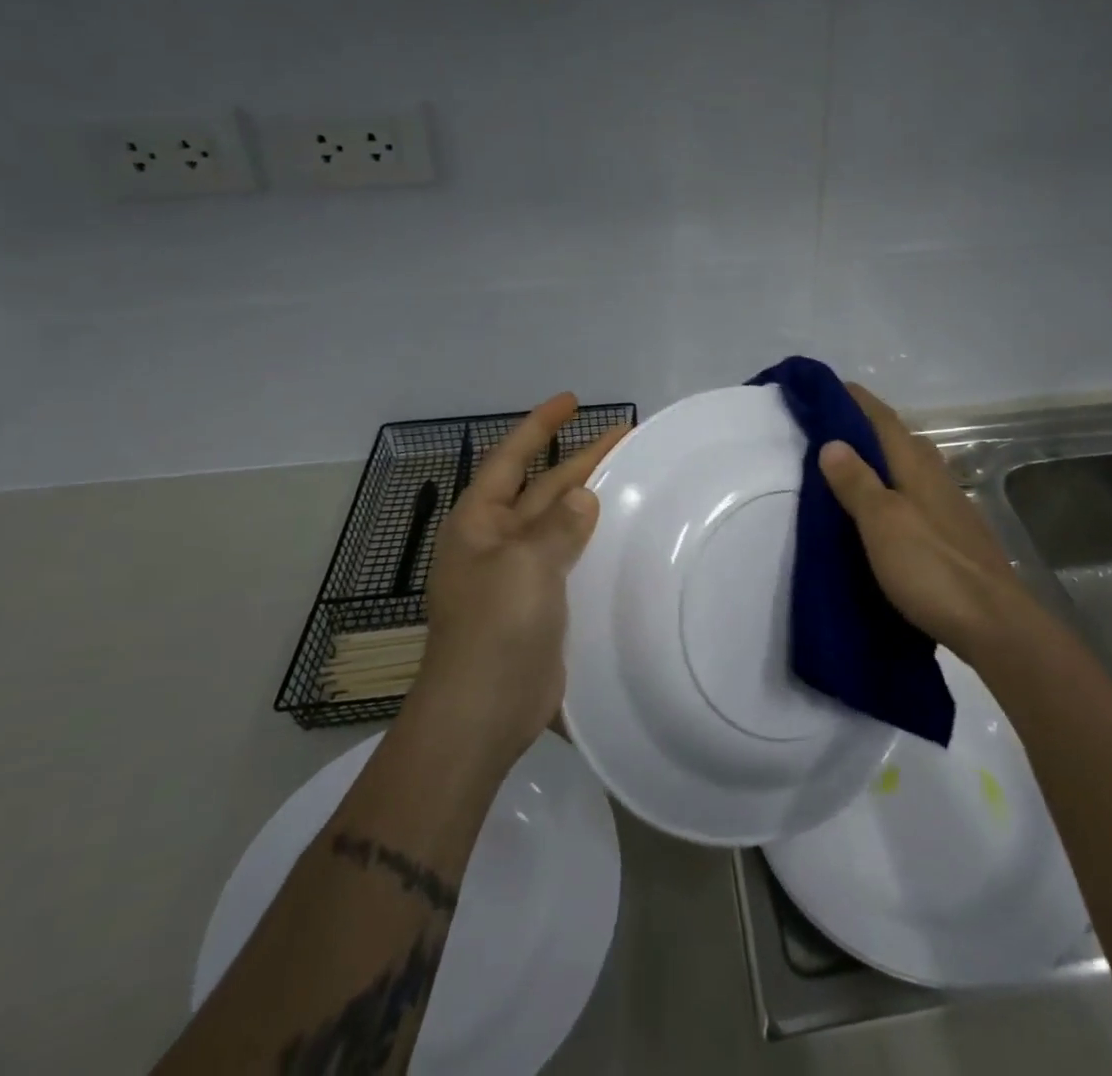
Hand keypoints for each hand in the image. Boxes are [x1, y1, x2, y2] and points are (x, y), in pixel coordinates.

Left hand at [413, 393, 625, 768]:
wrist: (483, 712)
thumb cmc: (495, 627)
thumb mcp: (525, 563)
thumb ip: (558, 525)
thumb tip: (583, 499)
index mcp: (479, 522)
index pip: (511, 458)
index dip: (540, 426)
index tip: (572, 400)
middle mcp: (497, 541)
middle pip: (543, 487)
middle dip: (580, 460)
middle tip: (626, 436)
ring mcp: (520, 575)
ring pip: (561, 523)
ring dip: (590, 500)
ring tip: (633, 478)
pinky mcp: (542, 605)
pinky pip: (571, 560)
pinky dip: (594, 543)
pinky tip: (623, 537)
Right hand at [818, 383, 1032, 664]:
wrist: (994, 622)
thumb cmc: (931, 567)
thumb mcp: (882, 522)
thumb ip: (857, 482)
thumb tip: (831, 441)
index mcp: (916, 466)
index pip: (883, 419)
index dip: (857, 401)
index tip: (829, 388)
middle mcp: (936, 477)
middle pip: (900, 439)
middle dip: (867, 427)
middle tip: (831, 428)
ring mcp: (950, 506)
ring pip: (910, 467)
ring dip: (881, 459)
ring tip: (850, 466)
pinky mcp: (955, 534)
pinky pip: (916, 494)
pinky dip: (893, 488)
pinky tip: (884, 508)